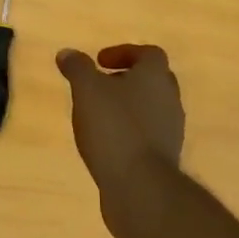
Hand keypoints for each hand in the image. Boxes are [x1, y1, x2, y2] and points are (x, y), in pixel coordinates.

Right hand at [56, 45, 185, 199]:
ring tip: (97, 116)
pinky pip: (147, 134)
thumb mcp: (87, 90)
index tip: (99, 61)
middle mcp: (170, 99)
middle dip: (125, 79)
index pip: (148, 53)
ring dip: (127, 107)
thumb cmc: (114, 127)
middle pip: (152, 80)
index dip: (124, 52)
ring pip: (150, 108)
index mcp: (155, 77)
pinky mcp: (164, 157)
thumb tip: (67, 53)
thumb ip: (77, 68)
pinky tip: (106, 142)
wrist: (139, 185)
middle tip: (99, 85)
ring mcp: (171, 130)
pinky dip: (129, 131)